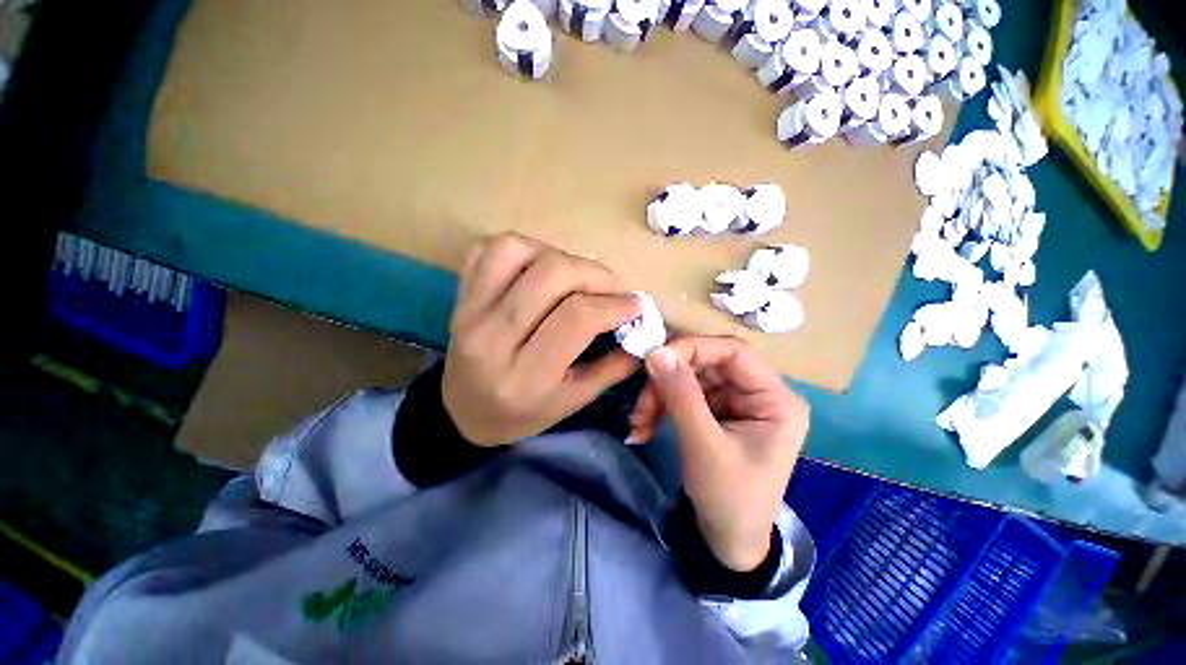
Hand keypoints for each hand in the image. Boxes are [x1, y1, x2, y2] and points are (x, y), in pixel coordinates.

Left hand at [443, 232, 642, 445]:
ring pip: (517, 251)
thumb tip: (646, 333)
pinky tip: (541, 267)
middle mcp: (492, 337)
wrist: (462, 412)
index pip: (576, 318)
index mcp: (525, 375)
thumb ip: (612, 368)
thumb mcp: (573, 401)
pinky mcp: (460, 295)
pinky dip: (523, 247)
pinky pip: (488, 249)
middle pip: (551, 275)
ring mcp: (469, 310)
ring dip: (559, 255)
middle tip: (614, 288)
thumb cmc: (523, 413)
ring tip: (577, 276)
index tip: (637, 305)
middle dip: (595, 275)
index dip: (615, 304)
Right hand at [630, 338, 808, 570]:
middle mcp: (759, 394)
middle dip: (669, 380)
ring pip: (691, 379)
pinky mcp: (718, 413)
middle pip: (707, 365)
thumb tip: (656, 351)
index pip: (734, 352)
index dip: (694, 348)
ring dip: (660, 396)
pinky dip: (662, 407)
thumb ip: (681, 394)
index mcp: (776, 400)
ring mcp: (737, 403)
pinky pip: (685, 396)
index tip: (656, 358)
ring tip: (639, 422)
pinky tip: (645, 426)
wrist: (727, 542)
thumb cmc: (728, 498)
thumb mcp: (704, 444)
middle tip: (641, 401)